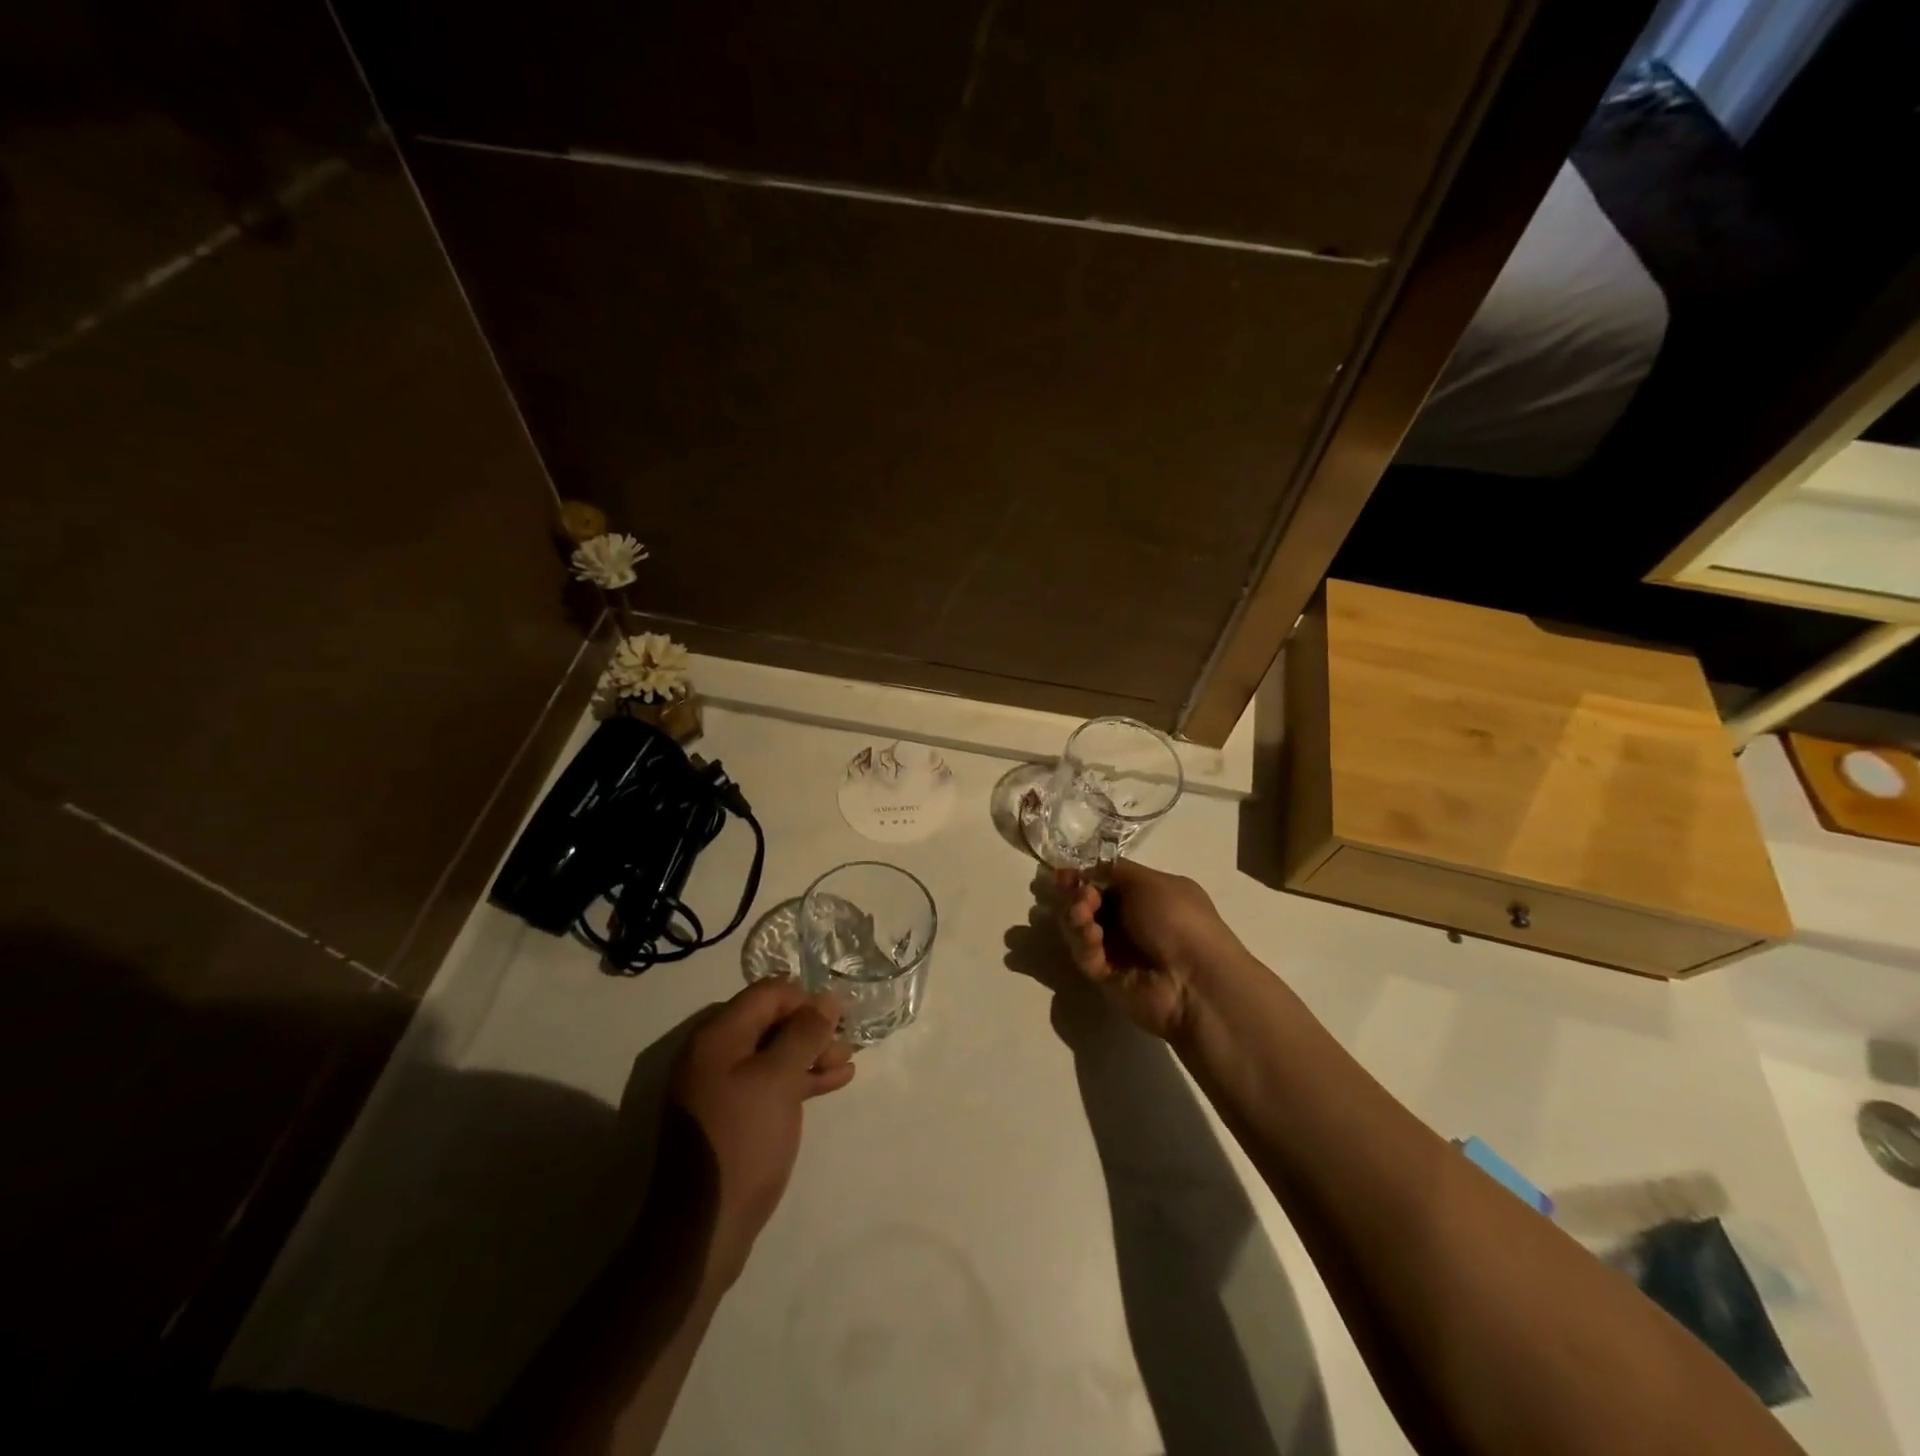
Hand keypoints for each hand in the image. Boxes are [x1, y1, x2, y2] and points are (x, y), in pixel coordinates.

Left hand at [666, 980, 854, 1290]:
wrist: (703, 1229)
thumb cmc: (742, 1141)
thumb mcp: (779, 1080)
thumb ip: (805, 1033)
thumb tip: (828, 997)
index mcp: (717, 1036)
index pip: (767, 994)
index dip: (804, 1000)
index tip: (837, 1018)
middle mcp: (713, 1054)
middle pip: (769, 1022)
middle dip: (810, 1029)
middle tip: (846, 1044)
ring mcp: (719, 1087)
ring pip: (772, 1054)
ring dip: (810, 1054)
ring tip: (846, 1064)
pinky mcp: (729, 1116)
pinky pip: (768, 1083)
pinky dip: (798, 1080)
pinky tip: (832, 1083)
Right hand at [1054, 859, 1245, 1040]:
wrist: (1194, 980)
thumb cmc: (1178, 920)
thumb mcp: (1148, 881)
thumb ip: (1113, 870)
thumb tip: (1088, 868)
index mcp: (1149, 895)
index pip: (1108, 881)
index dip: (1085, 876)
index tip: (1065, 875)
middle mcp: (1133, 921)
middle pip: (1089, 903)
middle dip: (1078, 896)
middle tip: (1081, 897)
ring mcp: (1119, 950)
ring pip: (1082, 927)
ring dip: (1077, 917)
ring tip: (1082, 916)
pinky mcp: (1107, 976)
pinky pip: (1085, 954)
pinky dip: (1083, 943)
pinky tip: (1092, 939)